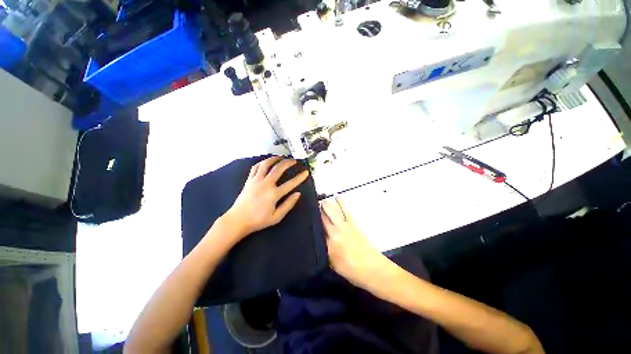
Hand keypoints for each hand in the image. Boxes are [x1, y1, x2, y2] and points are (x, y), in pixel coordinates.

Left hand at [224, 156, 309, 238]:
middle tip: (294, 160)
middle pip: (278, 169)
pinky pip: (255, 167)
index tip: (306, 172)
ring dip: (274, 159)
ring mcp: (256, 181)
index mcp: (273, 194)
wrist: (237, 220)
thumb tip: (298, 194)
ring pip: (266, 164)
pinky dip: (262, 162)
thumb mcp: (276, 217)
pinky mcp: (249, 180)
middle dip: (288, 163)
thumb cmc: (258, 220)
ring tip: (281, 157)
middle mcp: (265, 184)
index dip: (300, 177)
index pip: (290, 183)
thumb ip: (288, 205)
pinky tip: (266, 162)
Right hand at [320, 197, 388, 288]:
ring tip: (323, 200)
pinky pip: (346, 209)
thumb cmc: (351, 270)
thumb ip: (325, 248)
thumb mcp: (332, 263)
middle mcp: (336, 231)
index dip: (312, 218)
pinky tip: (337, 197)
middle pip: (325, 215)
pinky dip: (341, 202)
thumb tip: (319, 236)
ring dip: (328, 203)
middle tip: (314, 204)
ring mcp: (346, 225)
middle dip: (319, 208)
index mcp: (329, 243)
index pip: (317, 227)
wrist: (373, 269)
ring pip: (334, 209)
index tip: (307, 213)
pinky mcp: (354, 223)